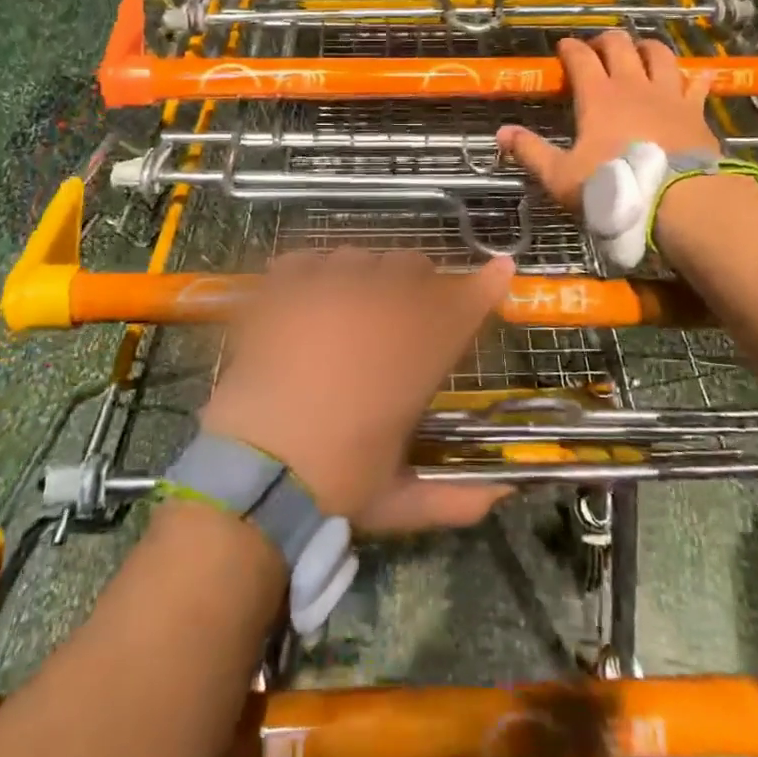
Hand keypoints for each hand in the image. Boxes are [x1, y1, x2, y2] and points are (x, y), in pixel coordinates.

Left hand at [201, 251, 516, 531]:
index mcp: (414, 356)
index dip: (486, 284)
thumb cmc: (334, 487)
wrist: (252, 478)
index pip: (464, 305)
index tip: (500, 267)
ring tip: (349, 303)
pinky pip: (303, 260)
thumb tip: (506, 492)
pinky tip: (305, 295)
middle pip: (411, 266)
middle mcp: (377, 313)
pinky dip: (308, 272)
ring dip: (363, 276)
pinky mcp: (281, 295)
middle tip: (403, 307)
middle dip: (417, 281)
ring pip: (358, 257)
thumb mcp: (400, 499)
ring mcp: (326, 296)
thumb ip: (457, 497)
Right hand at [497, 32, 718, 211]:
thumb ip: (531, 152)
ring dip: (647, 48)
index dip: (569, 49)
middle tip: (597, 48)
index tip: (562, 48)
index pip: (580, 58)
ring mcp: (668, 94)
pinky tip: (692, 77)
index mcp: (598, 96)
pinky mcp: (695, 110)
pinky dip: (692, 77)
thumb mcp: (561, 176)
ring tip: (640, 52)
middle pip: (620, 45)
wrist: (677, 200)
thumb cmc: (613, 186)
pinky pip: (696, 83)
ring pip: (659, 54)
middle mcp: (633, 85)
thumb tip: (501, 133)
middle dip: (605, 40)